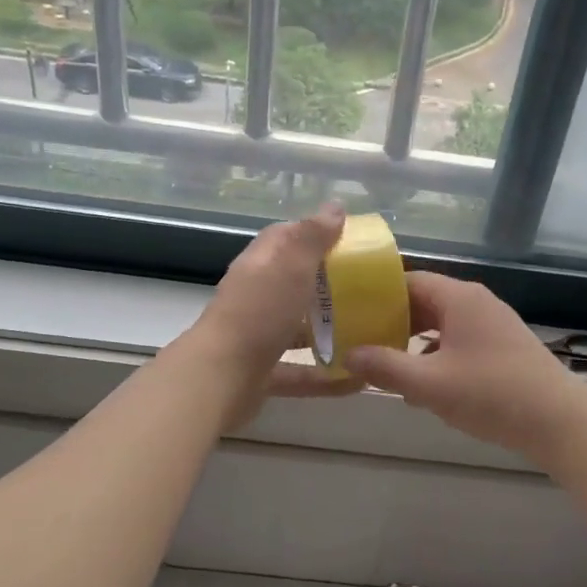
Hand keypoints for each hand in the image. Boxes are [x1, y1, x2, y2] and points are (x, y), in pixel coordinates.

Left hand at [185, 205, 360, 428]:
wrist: (220, 378)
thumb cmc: (259, 313)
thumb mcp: (291, 266)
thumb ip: (313, 237)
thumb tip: (335, 205)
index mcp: (259, 265)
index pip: (284, 238)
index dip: (313, 234)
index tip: (348, 240)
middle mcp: (254, 297)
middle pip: (291, 283)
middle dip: (326, 284)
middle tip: (366, 288)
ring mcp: (256, 336)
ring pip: (295, 328)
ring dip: (326, 330)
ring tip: (367, 332)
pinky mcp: (262, 374)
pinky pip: (300, 372)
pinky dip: (326, 377)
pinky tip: (357, 380)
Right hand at [347, 272, 586, 457]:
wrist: (560, 421)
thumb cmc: (492, 394)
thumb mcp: (430, 384)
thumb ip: (386, 368)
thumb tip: (349, 354)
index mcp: (459, 298)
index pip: (409, 281)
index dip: (377, 296)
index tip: (351, 314)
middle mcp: (477, 303)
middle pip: (425, 302)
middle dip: (393, 322)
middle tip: (361, 342)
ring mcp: (493, 325)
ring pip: (442, 325)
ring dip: (414, 343)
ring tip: (385, 365)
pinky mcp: (503, 348)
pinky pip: (459, 342)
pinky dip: (437, 356)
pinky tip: (423, 386)